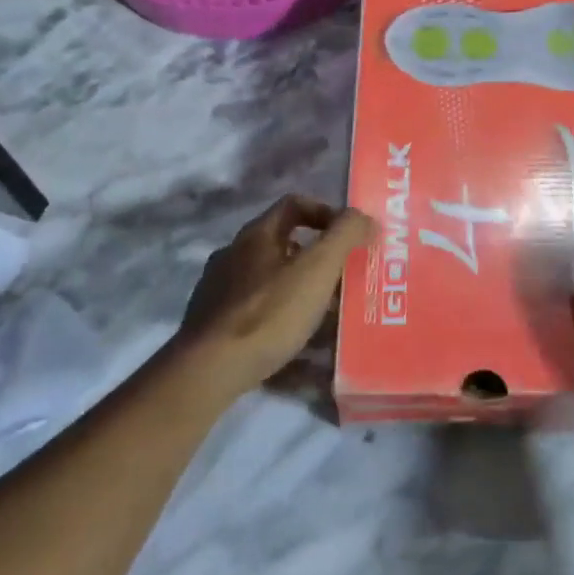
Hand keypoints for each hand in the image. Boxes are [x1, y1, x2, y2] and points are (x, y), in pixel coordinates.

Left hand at [175, 196, 373, 403]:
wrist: (208, 370)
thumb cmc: (268, 312)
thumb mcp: (317, 269)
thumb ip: (345, 236)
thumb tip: (365, 218)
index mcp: (255, 235)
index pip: (294, 205)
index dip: (326, 213)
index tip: (349, 237)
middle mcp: (232, 254)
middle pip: (283, 244)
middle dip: (317, 259)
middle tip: (344, 280)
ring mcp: (217, 290)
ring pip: (269, 280)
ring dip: (299, 290)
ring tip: (326, 317)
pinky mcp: (212, 325)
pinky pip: (256, 311)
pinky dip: (280, 318)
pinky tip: (295, 344)